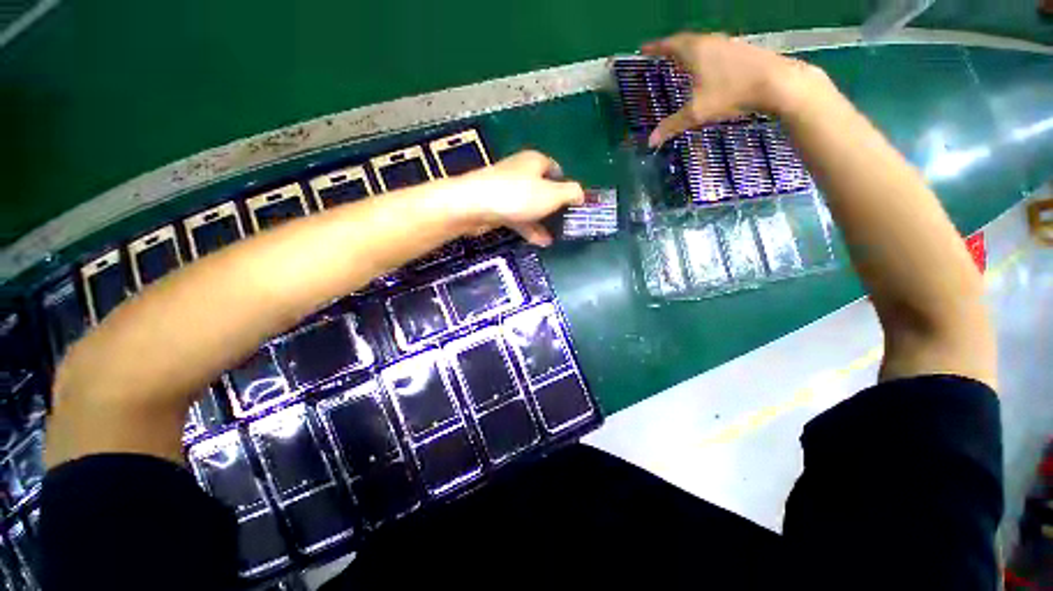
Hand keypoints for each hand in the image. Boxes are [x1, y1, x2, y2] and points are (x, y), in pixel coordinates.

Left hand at [453, 150, 584, 245]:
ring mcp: (506, 190)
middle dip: (555, 206)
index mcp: (535, 162)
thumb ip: (571, 193)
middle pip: (543, 188)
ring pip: (530, 205)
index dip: (567, 184)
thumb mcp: (552, 194)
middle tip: (566, 222)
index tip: (574, 203)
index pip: (556, 169)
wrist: (473, 206)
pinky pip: (518, 217)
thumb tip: (581, 194)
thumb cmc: (517, 196)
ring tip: (557, 237)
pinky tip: (541, 242)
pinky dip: (529, 228)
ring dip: (543, 221)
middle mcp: (521, 172)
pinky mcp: (496, 207)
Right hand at [641, 32, 825, 146]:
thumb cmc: (731, 93)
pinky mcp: (742, 50)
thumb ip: (672, 125)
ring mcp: (729, 44)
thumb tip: (650, 142)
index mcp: (695, 50)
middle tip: (661, 56)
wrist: (776, 82)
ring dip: (689, 50)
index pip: (670, 44)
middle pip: (686, 40)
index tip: (644, 49)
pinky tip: (707, 68)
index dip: (655, 47)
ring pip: (702, 44)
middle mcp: (711, 41)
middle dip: (671, 48)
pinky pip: (715, 49)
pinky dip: (704, 55)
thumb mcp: (697, 112)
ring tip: (681, 62)